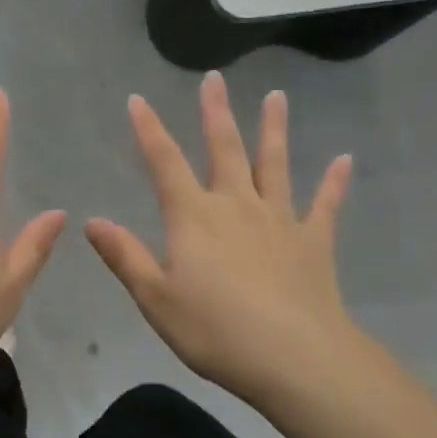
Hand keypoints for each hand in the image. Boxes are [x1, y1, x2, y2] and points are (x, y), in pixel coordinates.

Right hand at [85, 73, 358, 412]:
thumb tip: (92, 221)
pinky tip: (345, 160)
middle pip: (224, 149)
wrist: (295, 358)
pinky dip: (334, 183)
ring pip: (275, 164)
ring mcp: (279, 220)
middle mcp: (236, 205)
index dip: (148, 130)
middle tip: (214, 79)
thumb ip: (125, 256)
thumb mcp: (156, 298)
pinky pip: (325, 205)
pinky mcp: (313, 242)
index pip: (164, 163)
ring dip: (273, 129)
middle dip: (215, 113)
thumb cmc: (215, 331)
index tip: (138, 99)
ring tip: (276, 96)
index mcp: (193, 217)